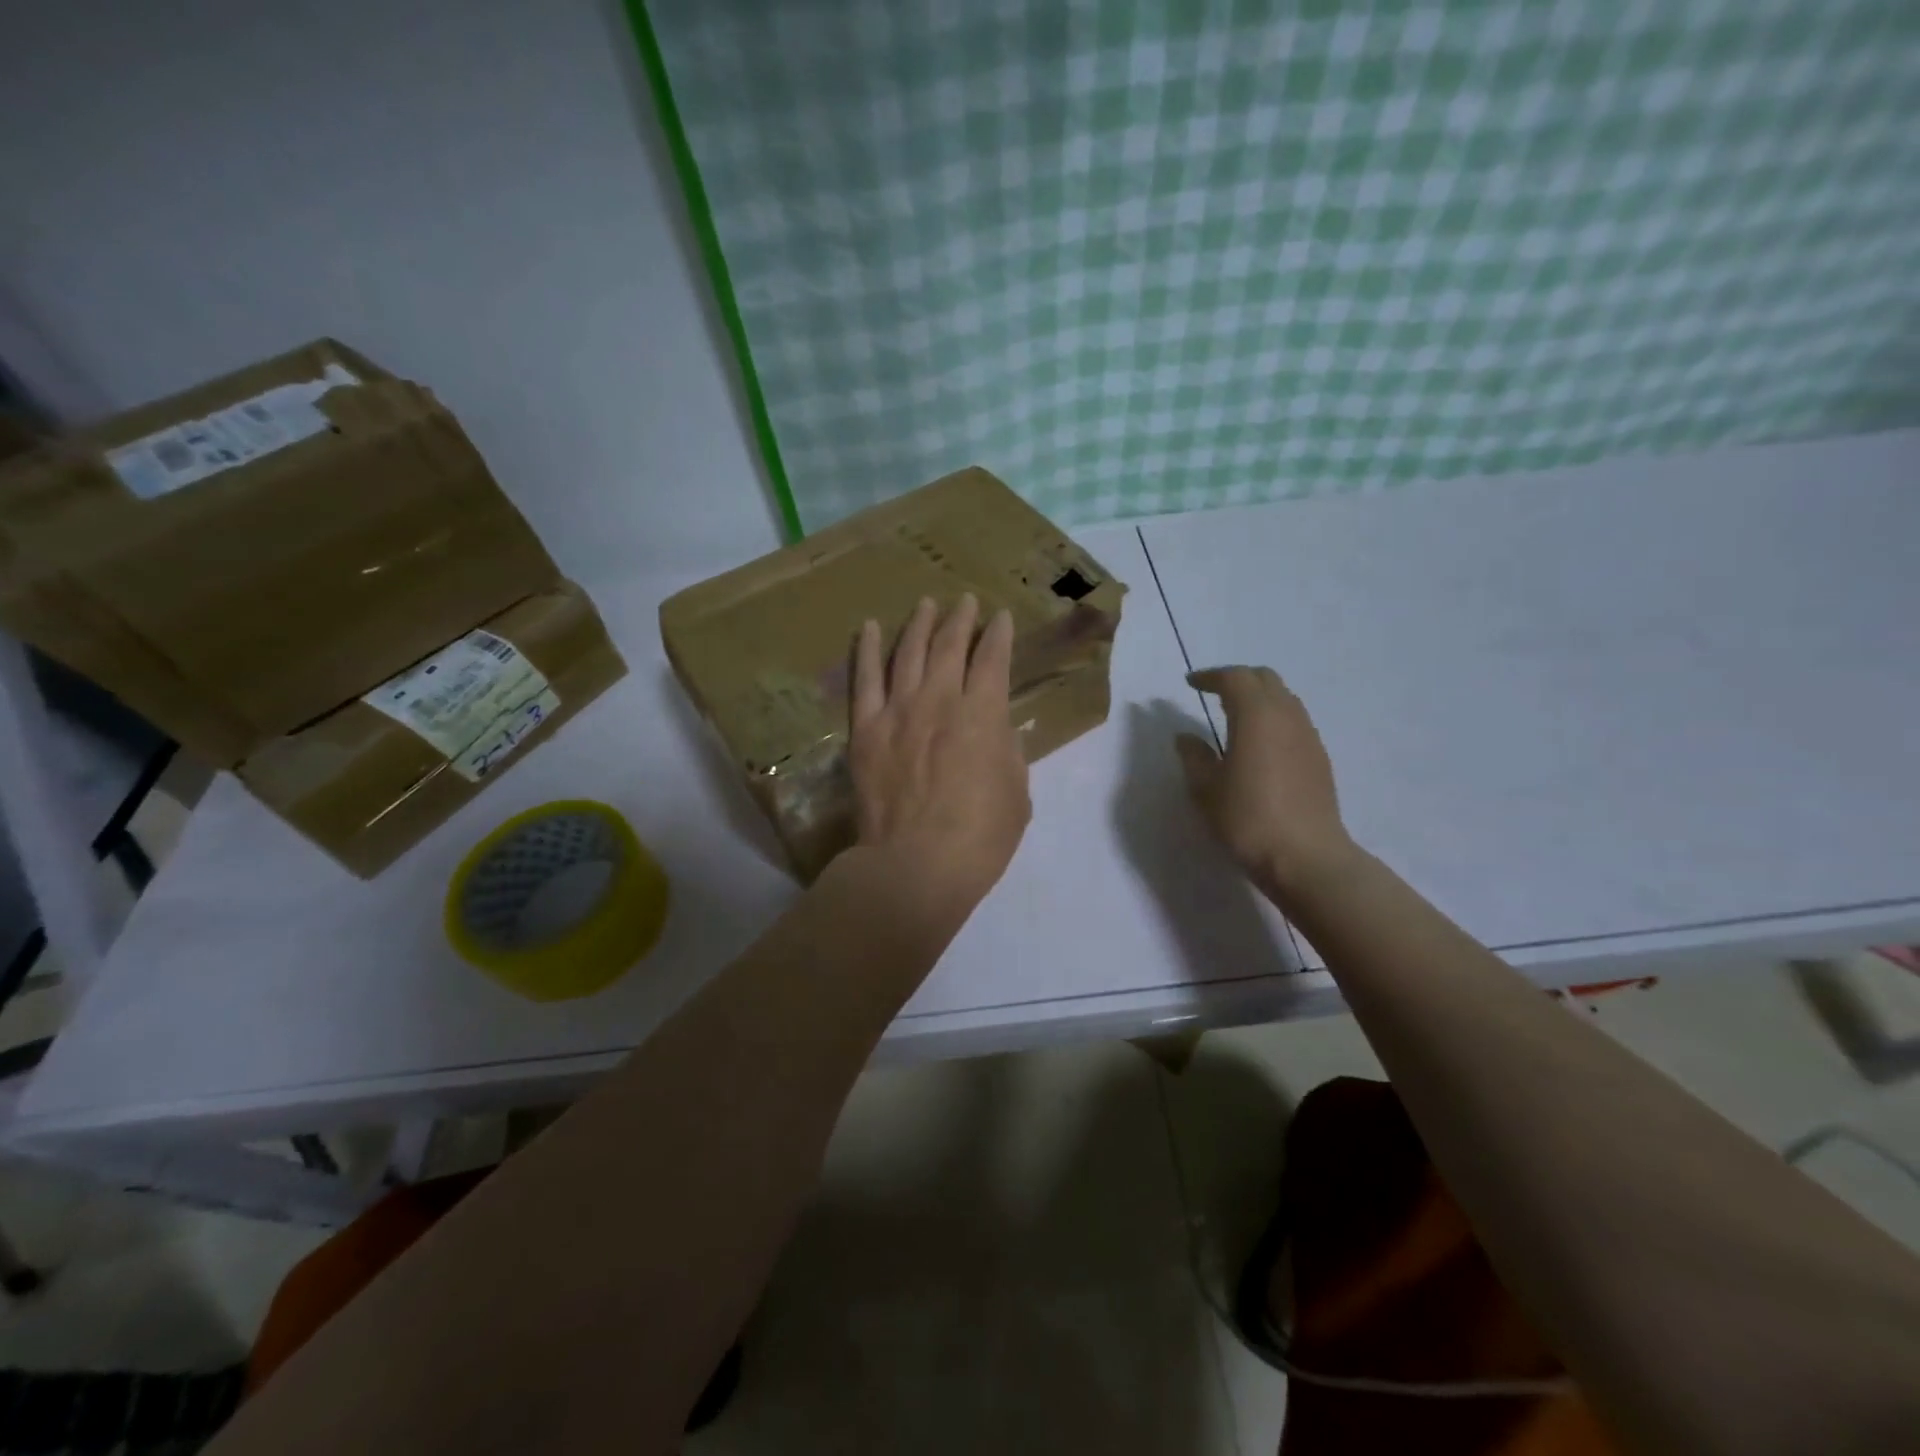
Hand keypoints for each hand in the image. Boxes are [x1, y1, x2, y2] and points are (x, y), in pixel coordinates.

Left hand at [849, 594, 1031, 913]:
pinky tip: (869, 628)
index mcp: (984, 713)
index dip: (999, 634)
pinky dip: (868, 650)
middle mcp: (941, 699)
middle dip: (961, 619)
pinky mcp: (867, 729)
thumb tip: (1001, 730)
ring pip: (909, 652)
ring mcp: (899, 710)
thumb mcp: (1017, 794)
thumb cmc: (980, 836)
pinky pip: (865, 679)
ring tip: (927, 604)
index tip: (1001, 618)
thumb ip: (1009, 753)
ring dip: (920, 624)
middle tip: (966, 602)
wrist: (917, 864)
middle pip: (950, 645)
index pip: (994, 658)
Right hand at [1176, 666, 1356, 896]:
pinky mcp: (1319, 758)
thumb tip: (1186, 737)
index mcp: (1256, 715)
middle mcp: (1287, 716)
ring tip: (1234, 717)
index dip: (1210, 676)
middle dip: (1237, 680)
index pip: (1234, 678)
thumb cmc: (1248, 819)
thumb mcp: (1206, 789)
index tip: (1190, 684)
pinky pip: (1294, 722)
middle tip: (1212, 693)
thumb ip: (1194, 757)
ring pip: (1284, 699)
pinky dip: (1273, 719)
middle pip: (1264, 679)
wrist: (1306, 857)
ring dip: (1258, 698)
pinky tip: (1260, 744)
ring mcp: (1308, 736)